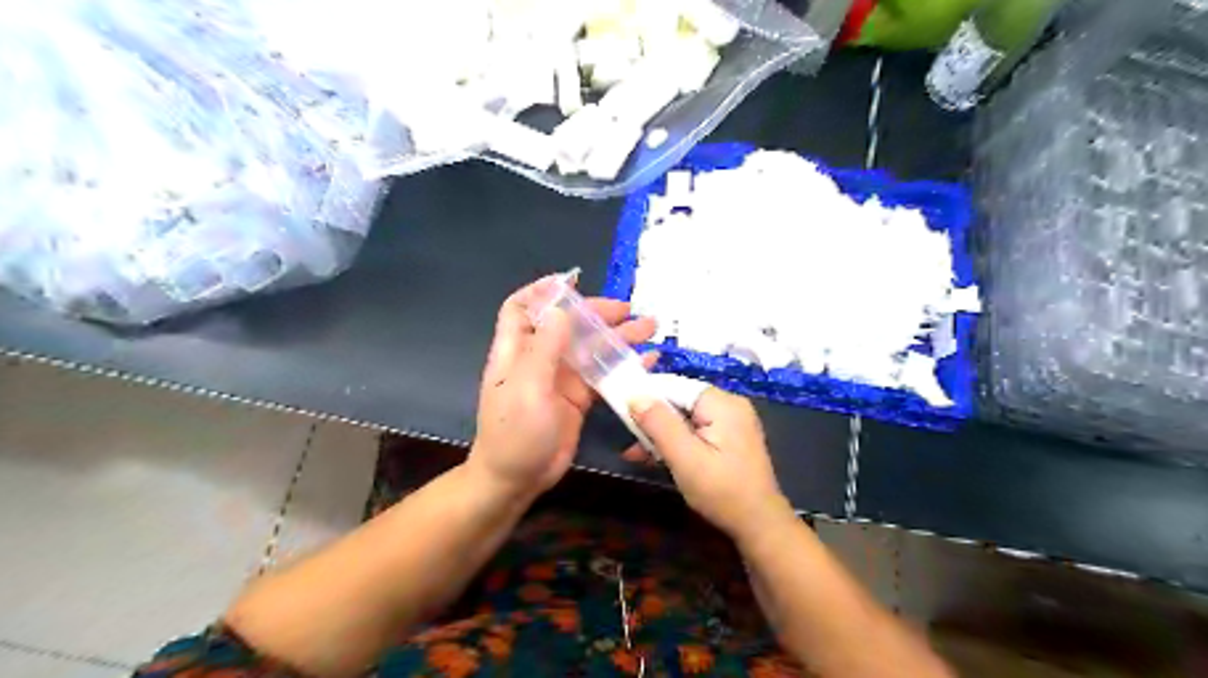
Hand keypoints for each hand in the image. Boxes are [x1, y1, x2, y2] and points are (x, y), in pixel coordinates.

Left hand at [470, 276, 656, 501]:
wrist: (518, 479)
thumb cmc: (515, 433)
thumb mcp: (528, 387)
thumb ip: (544, 347)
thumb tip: (560, 308)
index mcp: (516, 350)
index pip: (521, 308)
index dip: (542, 291)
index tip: (572, 281)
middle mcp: (538, 358)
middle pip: (567, 324)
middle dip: (595, 313)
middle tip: (628, 310)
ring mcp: (560, 378)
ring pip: (590, 348)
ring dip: (617, 337)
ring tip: (649, 328)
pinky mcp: (578, 397)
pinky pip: (602, 374)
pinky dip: (623, 365)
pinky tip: (646, 361)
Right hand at [628, 386, 788, 540]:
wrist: (759, 526)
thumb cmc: (722, 492)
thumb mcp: (684, 458)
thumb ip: (659, 424)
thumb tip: (635, 395)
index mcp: (721, 403)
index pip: (675, 385)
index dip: (647, 395)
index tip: (621, 409)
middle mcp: (729, 405)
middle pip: (680, 401)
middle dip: (652, 419)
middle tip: (629, 438)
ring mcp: (731, 423)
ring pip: (685, 418)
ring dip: (661, 434)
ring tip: (636, 454)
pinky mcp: (729, 440)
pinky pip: (695, 431)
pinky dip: (677, 443)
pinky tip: (656, 458)